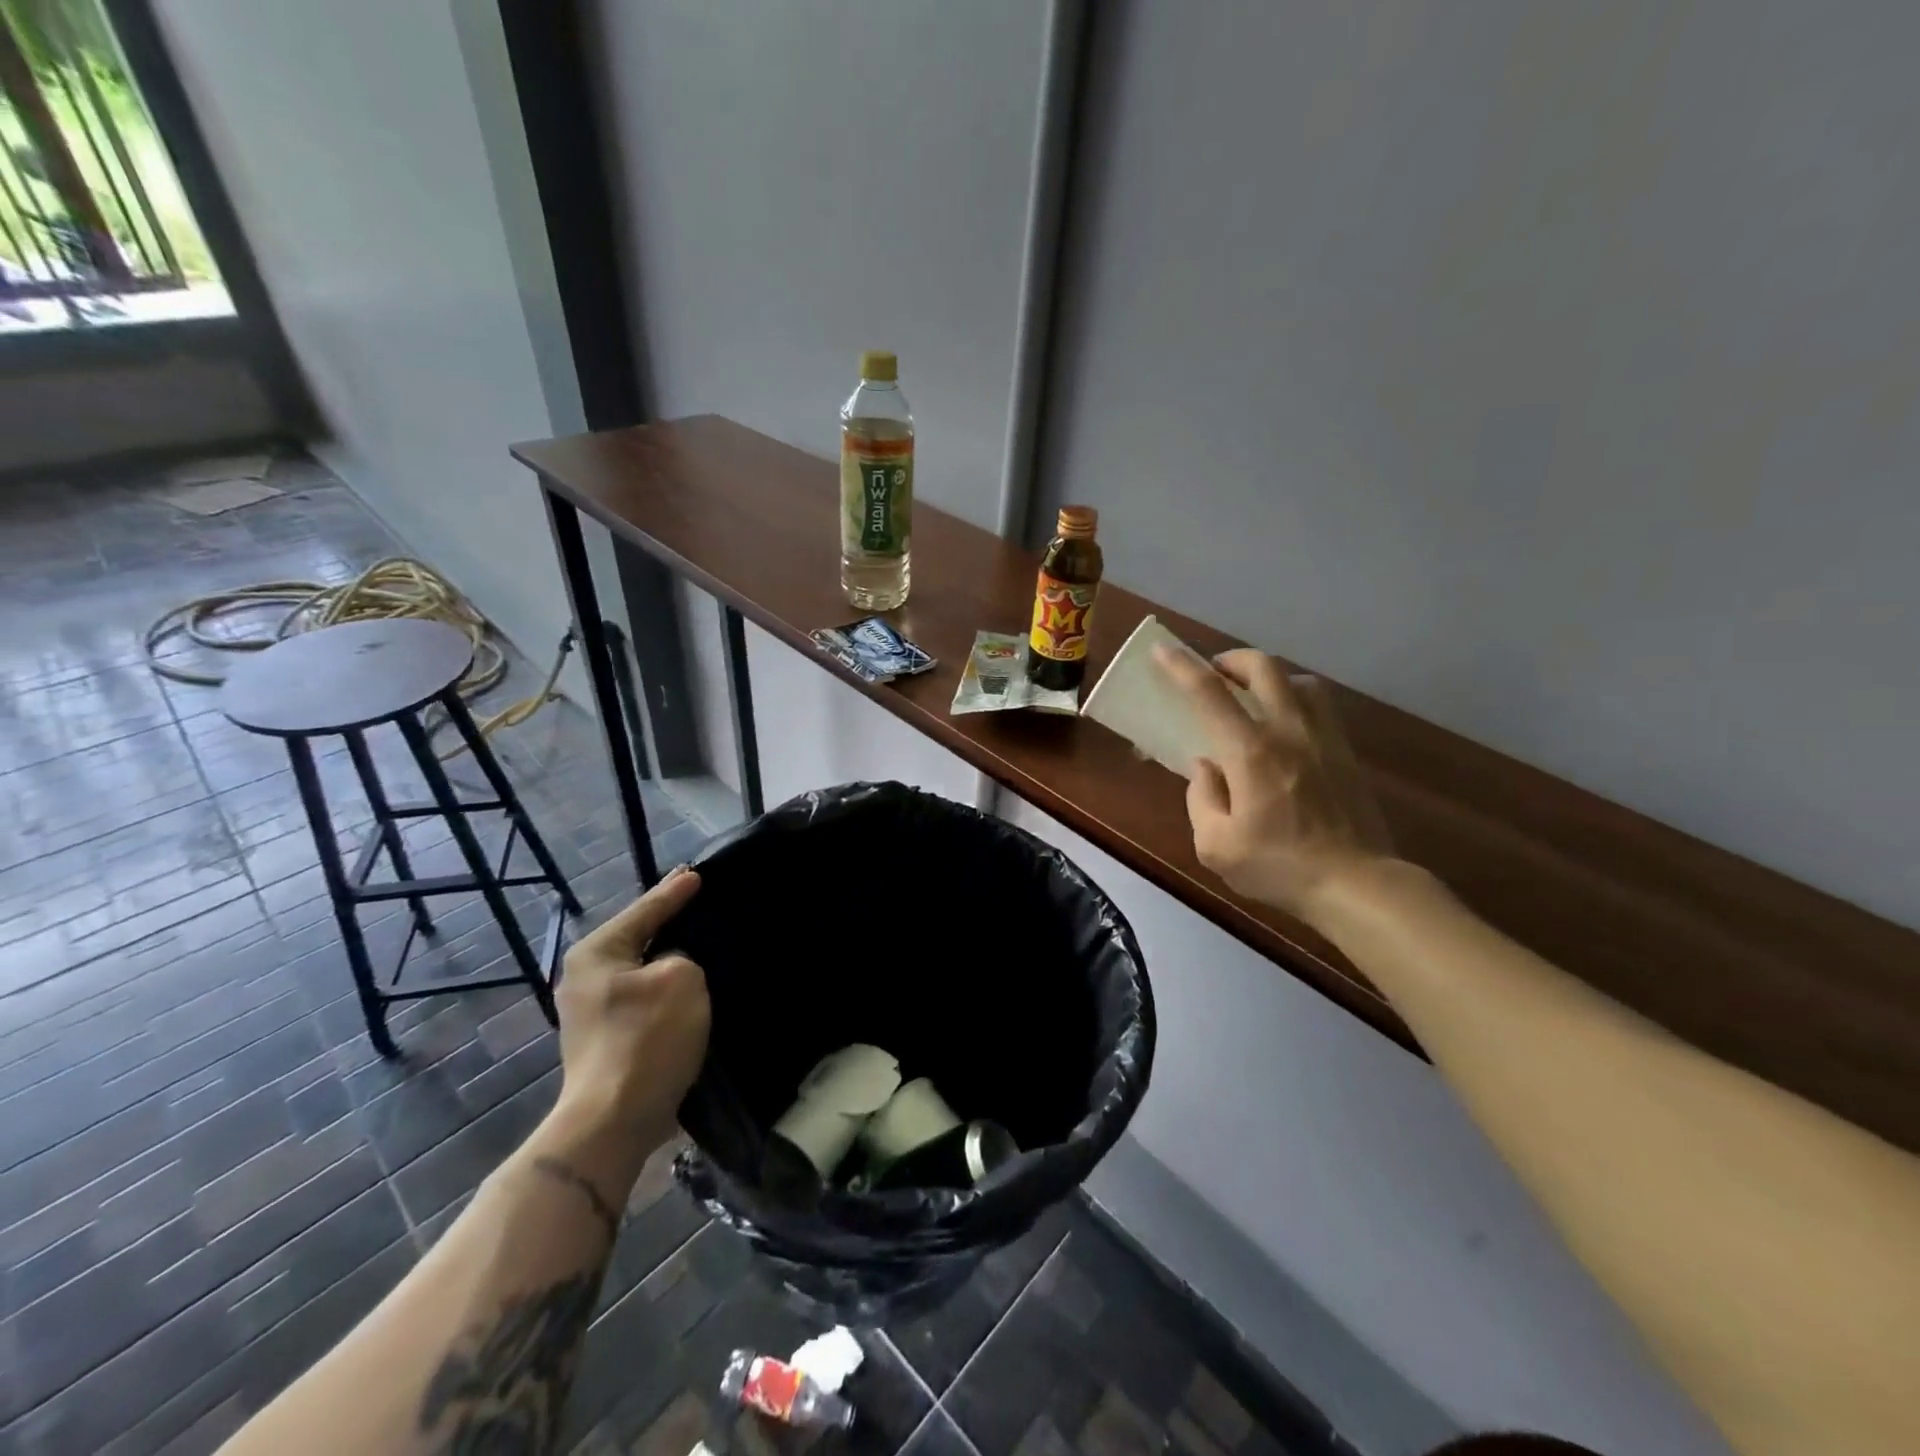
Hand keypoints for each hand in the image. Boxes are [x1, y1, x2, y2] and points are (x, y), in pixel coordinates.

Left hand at [552, 868, 709, 1161]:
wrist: (614, 1121)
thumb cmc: (647, 1039)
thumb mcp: (682, 978)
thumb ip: (682, 957)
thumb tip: (672, 968)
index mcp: (597, 953)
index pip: (645, 909)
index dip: (675, 892)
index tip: (697, 873)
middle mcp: (585, 977)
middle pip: (639, 939)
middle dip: (669, 925)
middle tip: (701, 904)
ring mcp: (591, 1012)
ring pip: (642, 972)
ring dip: (670, 963)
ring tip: (702, 947)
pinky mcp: (606, 1041)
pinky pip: (643, 999)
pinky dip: (665, 992)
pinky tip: (690, 991)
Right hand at [1153, 645, 1392, 923]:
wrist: (1357, 884)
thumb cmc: (1278, 867)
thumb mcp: (1216, 846)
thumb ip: (1201, 798)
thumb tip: (1207, 767)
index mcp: (1251, 752)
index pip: (1209, 693)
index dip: (1181, 666)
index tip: (1163, 650)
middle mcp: (1288, 731)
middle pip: (1263, 667)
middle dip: (1231, 660)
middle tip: (1213, 673)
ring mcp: (1323, 737)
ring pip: (1298, 680)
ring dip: (1269, 677)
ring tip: (1253, 697)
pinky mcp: (1345, 751)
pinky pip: (1320, 704)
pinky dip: (1295, 698)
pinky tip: (1286, 725)